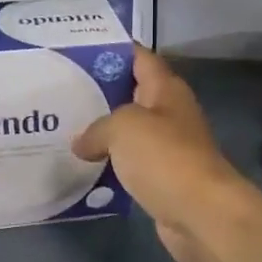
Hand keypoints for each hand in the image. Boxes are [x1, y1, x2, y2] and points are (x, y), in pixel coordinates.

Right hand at [73, 48, 261, 261]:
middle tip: (60, 90)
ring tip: (63, 128)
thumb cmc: (165, 157)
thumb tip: (81, 143)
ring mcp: (168, 147)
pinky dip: (109, 163)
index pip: (139, 57)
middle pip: (131, 93)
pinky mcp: (162, 178)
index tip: (78, 48)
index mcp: (166, 89)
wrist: (201, 213)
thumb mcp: (123, 127)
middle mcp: (169, 113)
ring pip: (128, 131)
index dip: (112, 50)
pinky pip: (130, 163)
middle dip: (99, 92)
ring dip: (101, 131)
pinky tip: (81, 165)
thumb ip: (97, 128)